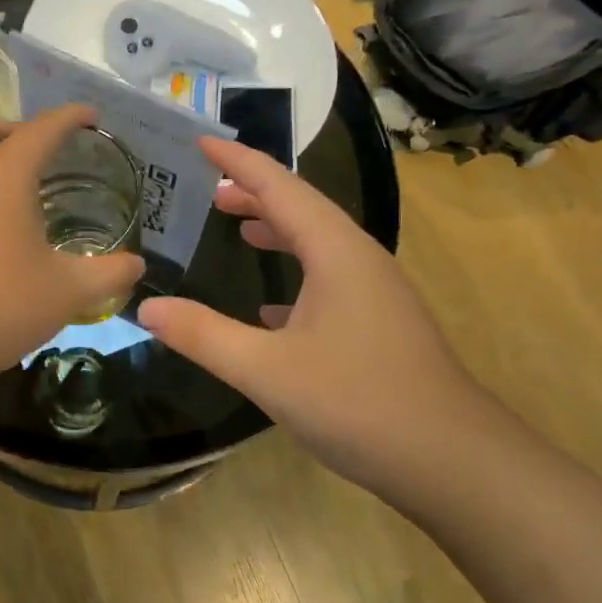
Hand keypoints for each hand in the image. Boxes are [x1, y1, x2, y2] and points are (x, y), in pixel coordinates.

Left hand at [0, 105, 145, 386]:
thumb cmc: (2, 304)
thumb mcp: (67, 291)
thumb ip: (109, 273)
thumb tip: (137, 265)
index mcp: (4, 173)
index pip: (43, 128)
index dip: (70, 117)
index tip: (90, 116)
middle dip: (21, 132)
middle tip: (47, 153)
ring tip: (17, 196)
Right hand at [137, 138, 501, 497]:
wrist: (453, 461)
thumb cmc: (359, 403)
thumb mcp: (268, 371)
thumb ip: (205, 336)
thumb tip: (148, 308)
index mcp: (336, 252)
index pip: (280, 187)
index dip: (239, 161)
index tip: (201, 140)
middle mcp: (359, 259)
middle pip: (302, 207)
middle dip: (255, 192)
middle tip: (209, 188)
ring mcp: (376, 292)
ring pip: (318, 243)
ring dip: (276, 229)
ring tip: (237, 227)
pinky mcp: (380, 323)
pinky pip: (330, 278)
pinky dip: (295, 273)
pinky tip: (271, 305)